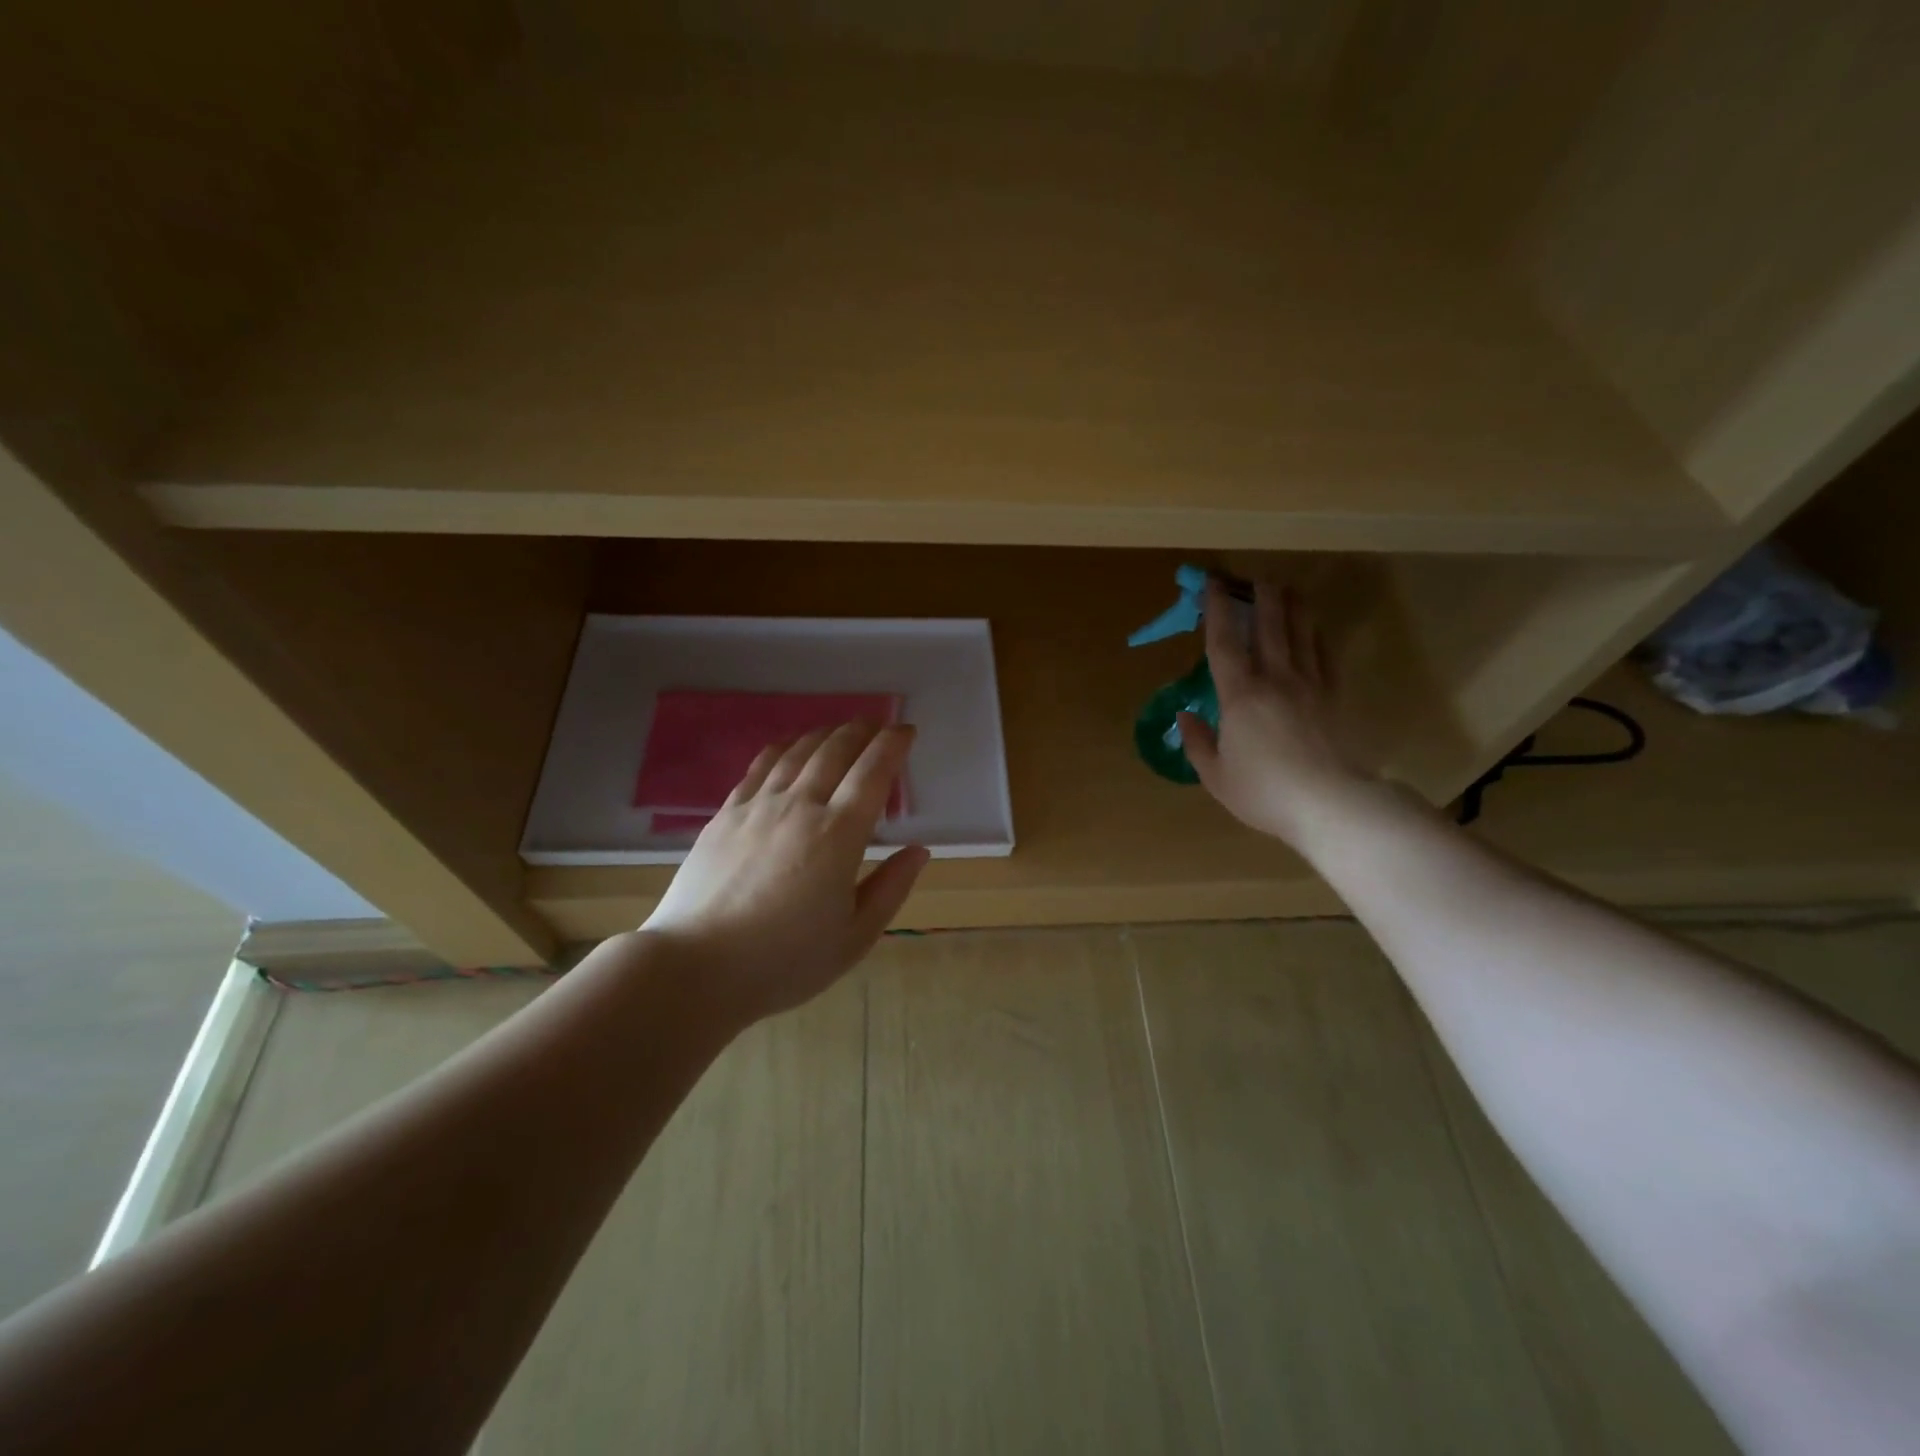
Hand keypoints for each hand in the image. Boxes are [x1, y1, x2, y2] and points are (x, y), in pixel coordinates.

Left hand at [640, 722, 928, 1026]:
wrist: (696, 966)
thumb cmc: (784, 960)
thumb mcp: (854, 937)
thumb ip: (891, 888)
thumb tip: (919, 850)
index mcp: (839, 834)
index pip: (873, 772)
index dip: (893, 745)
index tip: (906, 731)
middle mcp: (800, 805)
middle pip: (835, 751)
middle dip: (861, 731)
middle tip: (876, 725)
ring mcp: (757, 806)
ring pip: (797, 752)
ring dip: (824, 733)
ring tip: (839, 729)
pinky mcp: (725, 814)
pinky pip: (759, 766)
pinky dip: (783, 748)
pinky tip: (788, 746)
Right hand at [1179, 578, 1376, 845]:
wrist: (1330, 803)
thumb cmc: (1264, 791)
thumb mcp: (1216, 776)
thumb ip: (1198, 743)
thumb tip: (1184, 715)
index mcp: (1240, 695)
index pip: (1224, 641)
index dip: (1217, 609)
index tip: (1211, 583)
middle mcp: (1275, 678)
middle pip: (1269, 625)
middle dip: (1260, 595)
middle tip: (1254, 575)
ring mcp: (1310, 685)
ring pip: (1301, 632)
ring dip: (1292, 606)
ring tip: (1286, 587)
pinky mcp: (1334, 697)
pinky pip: (1324, 655)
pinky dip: (1316, 635)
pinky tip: (1314, 629)